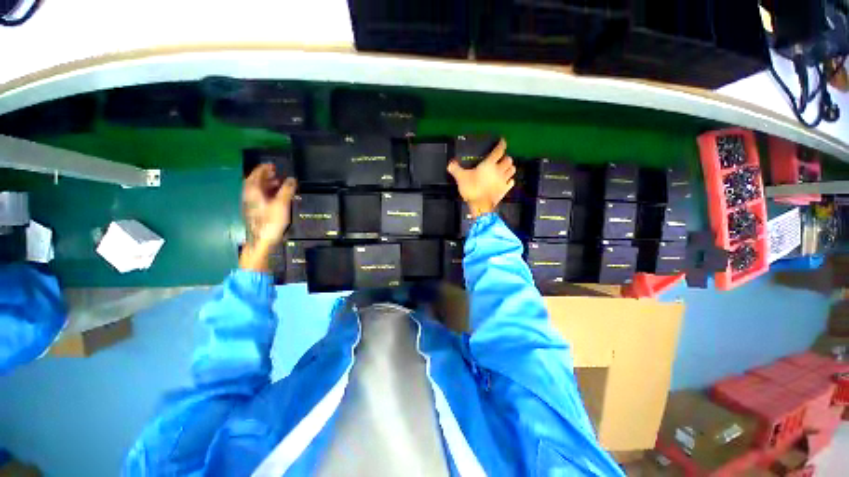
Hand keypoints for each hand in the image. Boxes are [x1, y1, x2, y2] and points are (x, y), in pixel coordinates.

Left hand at [240, 164, 296, 271]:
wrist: (262, 240)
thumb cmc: (271, 221)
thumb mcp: (282, 204)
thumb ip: (287, 190)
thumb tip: (292, 179)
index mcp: (253, 191)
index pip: (256, 174)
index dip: (264, 168)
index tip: (272, 165)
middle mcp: (249, 195)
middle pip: (255, 181)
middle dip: (265, 176)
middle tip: (276, 173)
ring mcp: (251, 204)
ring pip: (257, 190)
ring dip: (267, 184)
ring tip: (279, 184)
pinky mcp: (254, 211)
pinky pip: (259, 197)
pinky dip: (267, 192)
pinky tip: (276, 197)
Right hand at [447, 139, 514, 217]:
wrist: (480, 205)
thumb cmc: (471, 189)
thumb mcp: (460, 178)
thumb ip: (455, 169)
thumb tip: (450, 164)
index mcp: (489, 164)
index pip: (499, 151)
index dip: (501, 144)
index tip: (502, 141)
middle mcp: (499, 170)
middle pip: (508, 160)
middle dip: (506, 158)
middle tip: (501, 158)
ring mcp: (503, 180)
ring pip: (512, 170)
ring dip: (509, 167)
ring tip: (505, 168)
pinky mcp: (505, 189)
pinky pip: (511, 182)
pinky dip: (510, 179)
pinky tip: (506, 180)